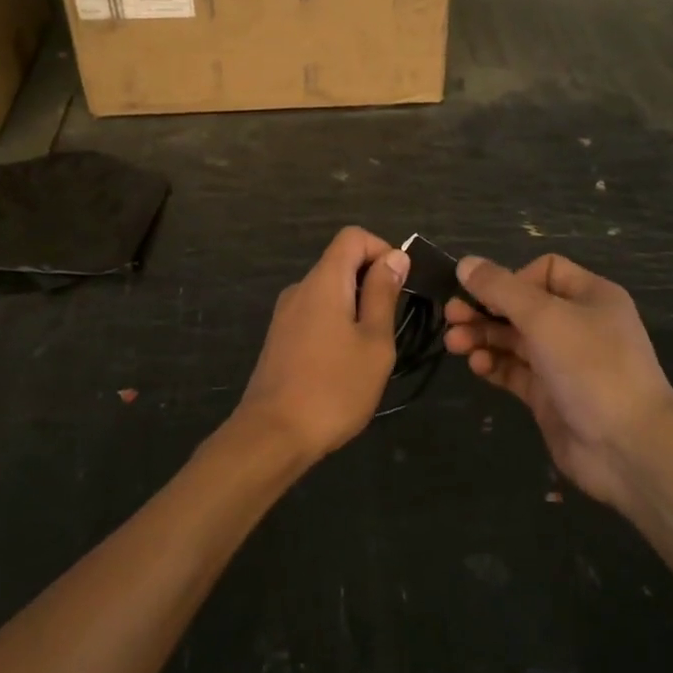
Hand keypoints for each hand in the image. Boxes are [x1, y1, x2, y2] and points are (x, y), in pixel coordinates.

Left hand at [236, 227, 407, 462]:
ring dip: (356, 307)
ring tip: (370, 350)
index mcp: (324, 281)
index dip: (382, 250)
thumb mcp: (374, 342)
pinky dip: (337, 323)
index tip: (400, 286)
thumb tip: (394, 256)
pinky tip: (344, 364)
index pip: (353, 236)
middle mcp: (300, 288)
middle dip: (372, 282)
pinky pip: (315, 313)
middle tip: (391, 326)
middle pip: (340, 262)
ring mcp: (286, 314)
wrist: (272, 435)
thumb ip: (383, 294)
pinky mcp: (280, 338)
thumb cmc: (334, 387)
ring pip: (329, 291)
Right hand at [445, 254, 672, 507]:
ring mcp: (563, 362)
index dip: (512, 278)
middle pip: (522, 305)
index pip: (544, 271)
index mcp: (590, 296)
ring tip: (454, 343)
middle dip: (485, 308)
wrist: (629, 448)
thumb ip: (500, 288)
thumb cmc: (591, 367)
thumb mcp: (544, 317)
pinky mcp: (549, 396)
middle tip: (451, 315)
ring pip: (514, 339)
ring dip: (482, 336)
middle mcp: (577, 325)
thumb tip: (465, 263)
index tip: (487, 294)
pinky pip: (514, 370)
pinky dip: (493, 364)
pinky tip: (476, 365)